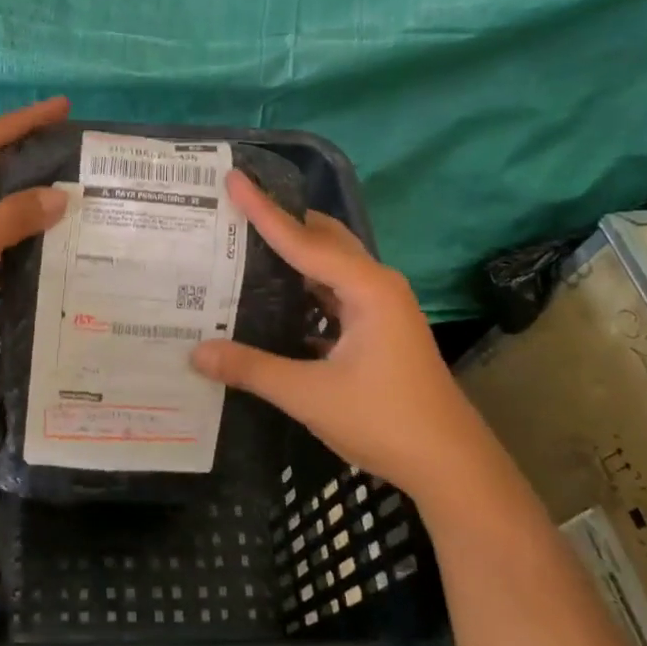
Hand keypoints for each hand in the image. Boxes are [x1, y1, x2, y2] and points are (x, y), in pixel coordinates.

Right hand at [190, 170, 494, 497]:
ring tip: (242, 246)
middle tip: (232, 211)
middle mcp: (376, 285)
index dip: (263, 210)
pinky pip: (331, 292)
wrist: (451, 466)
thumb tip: (196, 353)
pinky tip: (269, 296)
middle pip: (322, 239)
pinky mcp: (376, 328)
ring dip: (291, 254)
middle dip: (280, 221)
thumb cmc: (385, 421)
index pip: (303, 240)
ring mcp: (379, 307)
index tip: (233, 179)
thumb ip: (252, 369)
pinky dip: (302, 286)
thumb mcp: (311, 396)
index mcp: (367, 288)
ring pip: (328, 265)